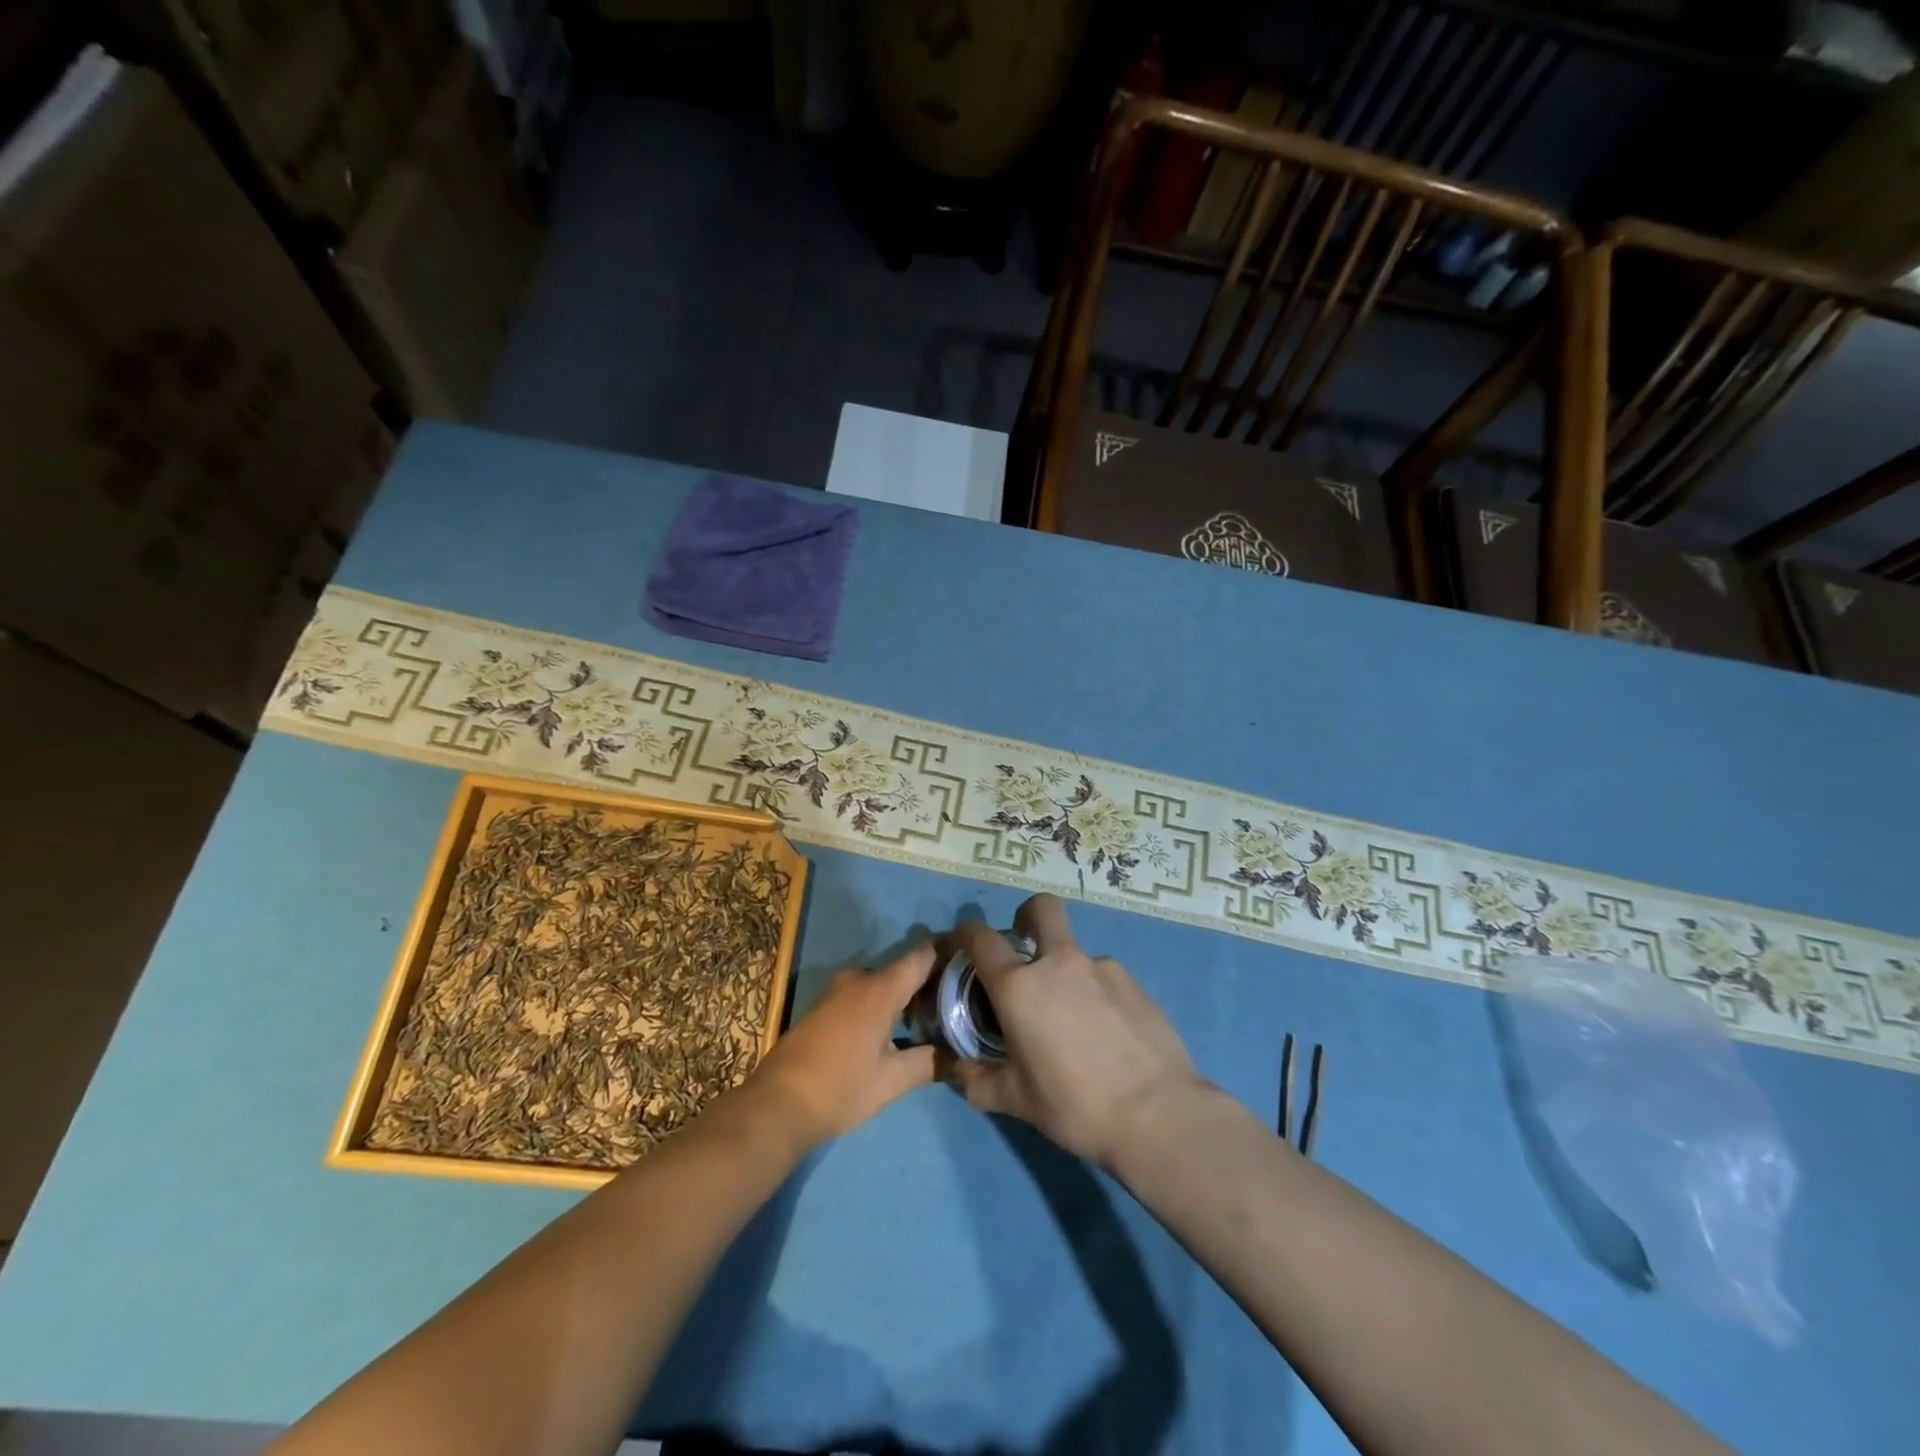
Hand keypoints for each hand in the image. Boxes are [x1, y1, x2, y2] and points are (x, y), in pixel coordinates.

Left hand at [745, 943, 938, 1154]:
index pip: (923, 955)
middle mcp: (859, 979)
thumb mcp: (891, 1081)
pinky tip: (897, 1031)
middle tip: (958, 1006)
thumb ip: (929, 1062)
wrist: (775, 1106)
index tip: (973, 965)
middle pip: (904, 970)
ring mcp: (837, 991)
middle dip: (930, 985)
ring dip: (906, 998)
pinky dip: (884, 1005)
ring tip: (934, 1021)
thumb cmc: (839, 1089)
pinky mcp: (824, 1006)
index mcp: (880, 988)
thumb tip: (957, 1057)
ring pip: (883, 984)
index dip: (949, 954)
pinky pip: (864, 994)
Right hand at [946, 895, 1203, 1169]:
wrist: (1158, 1114)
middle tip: (1026, 949)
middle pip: (1041, 909)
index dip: (966, 934)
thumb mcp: (1016, 1101)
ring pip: (1075, 951)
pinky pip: (1103, 976)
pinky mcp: (1134, 982)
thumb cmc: (1075, 1106)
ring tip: (1073, 1018)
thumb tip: (959, 1071)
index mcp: (1020, 986)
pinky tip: (1106, 1031)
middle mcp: (1059, 963)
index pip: (981, 938)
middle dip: (1027, 916)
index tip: (962, 944)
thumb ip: (979, 1081)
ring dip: (1065, 970)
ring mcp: (1101, 967)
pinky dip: (1095, 992)